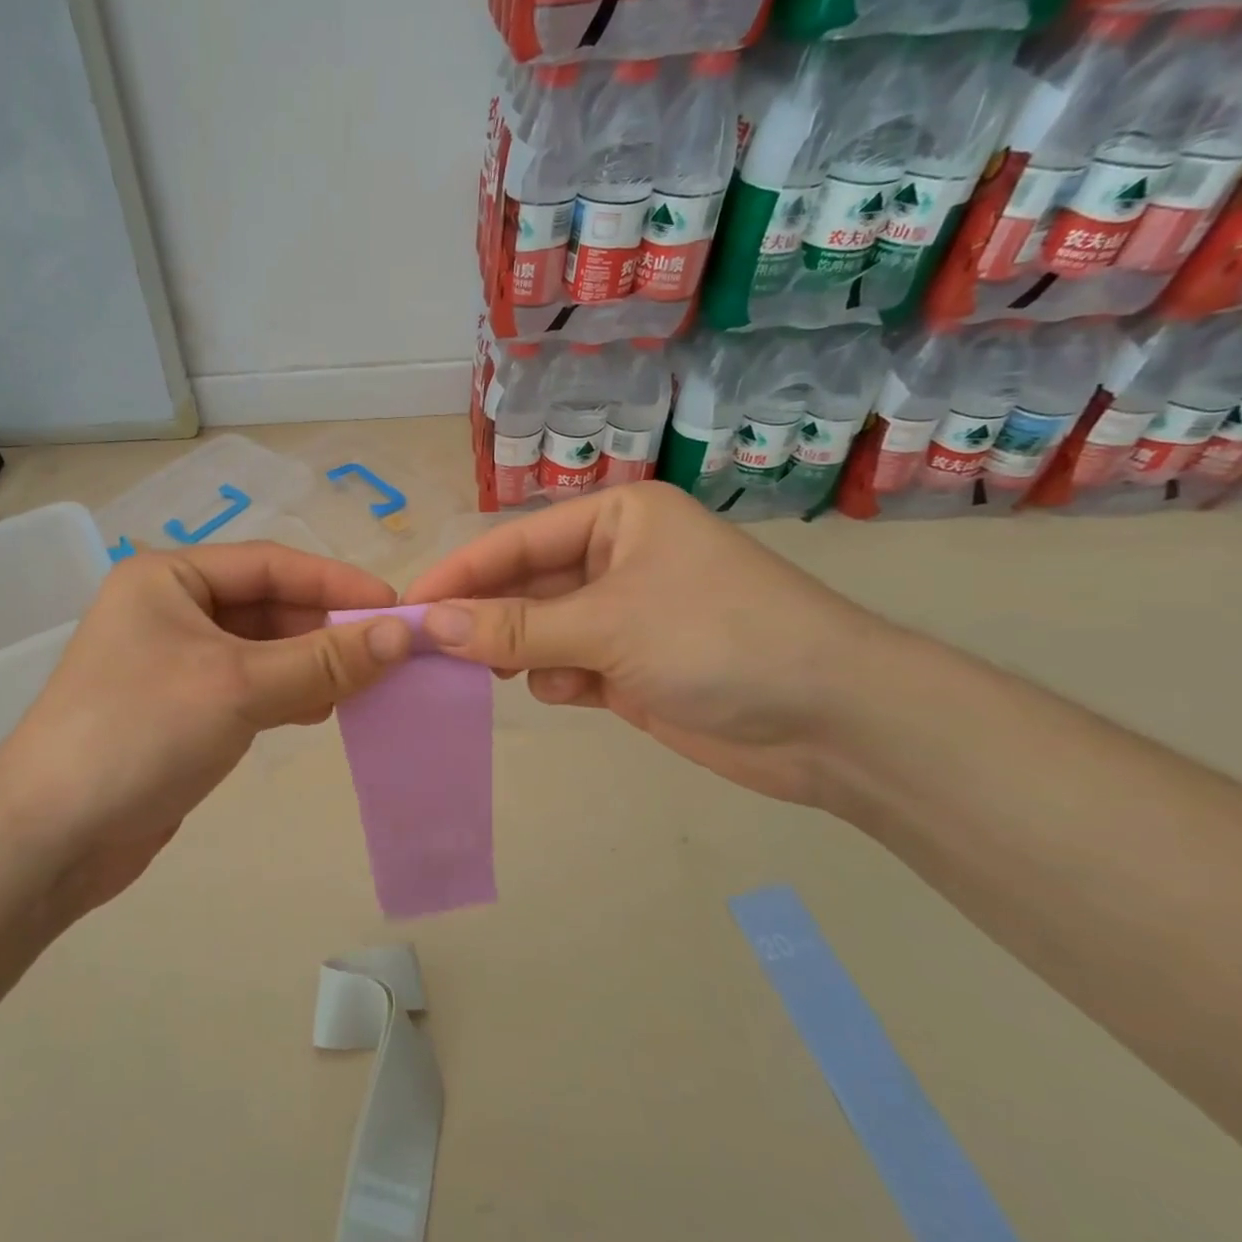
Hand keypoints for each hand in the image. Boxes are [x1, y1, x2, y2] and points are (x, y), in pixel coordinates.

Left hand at [0, 542, 411, 914]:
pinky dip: (286, 693)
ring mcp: (174, 661)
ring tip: (361, 688)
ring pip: (262, 648)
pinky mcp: (182, 709)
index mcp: (168, 577)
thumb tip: (402, 634)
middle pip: (267, 606)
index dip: (335, 582)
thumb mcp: (239, 686)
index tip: (395, 607)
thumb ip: (324, 659)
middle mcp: (170, 609)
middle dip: (325, 628)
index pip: (270, 564)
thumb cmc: (141, 734)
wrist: (53, 837)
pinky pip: (249, 686)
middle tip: (386, 655)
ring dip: (311, 664)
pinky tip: (319, 711)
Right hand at [403, 484, 884, 805]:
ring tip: (500, 672)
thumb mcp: (608, 624)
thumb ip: (515, 627)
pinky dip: (558, 679)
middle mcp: (616, 559)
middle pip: (524, 586)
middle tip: (431, 651)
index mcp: (617, 519)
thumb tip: (429, 624)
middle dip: (485, 618)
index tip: (406, 608)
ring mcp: (624, 617)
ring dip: (520, 651)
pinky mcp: (631, 667)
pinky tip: (573, 693)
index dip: (459, 574)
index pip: (515, 541)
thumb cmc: (720, 640)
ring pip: (539, 629)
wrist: (834, 722)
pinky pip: (566, 666)